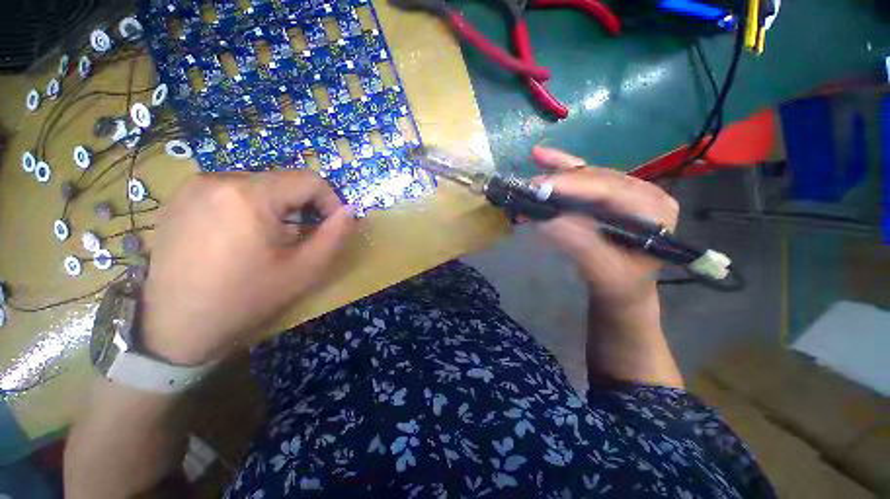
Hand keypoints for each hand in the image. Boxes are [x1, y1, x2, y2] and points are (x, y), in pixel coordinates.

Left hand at [142, 171, 354, 364]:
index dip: (331, 201)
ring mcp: (194, 186)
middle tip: (302, 238)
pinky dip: (252, 208)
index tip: (331, 226)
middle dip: (304, 206)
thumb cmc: (245, 299)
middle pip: (284, 181)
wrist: (174, 328)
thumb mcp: (304, 270)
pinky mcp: (182, 198)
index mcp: (249, 195)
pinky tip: (243, 237)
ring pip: (260, 185)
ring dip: (279, 208)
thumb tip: (350, 210)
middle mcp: (218, 179)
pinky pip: (234, 191)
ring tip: (273, 239)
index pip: (310, 180)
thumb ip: (335, 235)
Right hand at [531, 147, 678, 308]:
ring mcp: (625, 189)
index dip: (573, 186)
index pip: (610, 190)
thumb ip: (580, 245)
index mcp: (653, 210)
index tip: (539, 188)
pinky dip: (560, 168)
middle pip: (596, 179)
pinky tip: (541, 156)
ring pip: (586, 175)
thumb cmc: (618, 283)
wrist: (621, 287)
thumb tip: (548, 220)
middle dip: (560, 182)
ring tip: (530, 182)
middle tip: (528, 189)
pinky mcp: (608, 192)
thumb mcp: (603, 271)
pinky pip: (583, 176)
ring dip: (555, 178)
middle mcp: (643, 192)